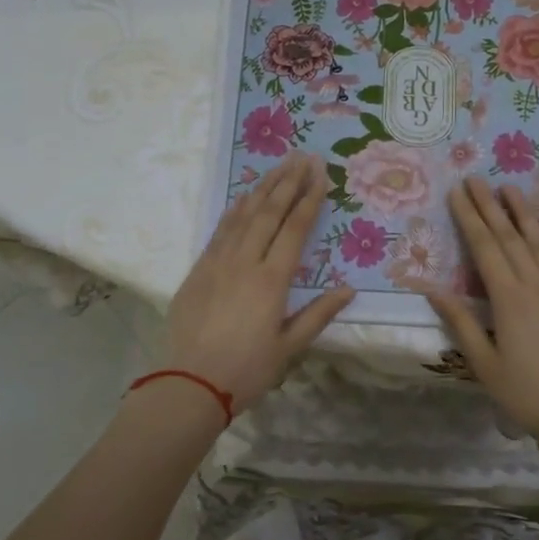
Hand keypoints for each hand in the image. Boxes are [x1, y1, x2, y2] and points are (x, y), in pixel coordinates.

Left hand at [167, 153, 354, 412]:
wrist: (190, 383)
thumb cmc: (247, 369)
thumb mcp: (289, 346)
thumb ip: (319, 314)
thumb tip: (348, 289)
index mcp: (272, 280)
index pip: (295, 229)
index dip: (309, 199)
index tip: (321, 174)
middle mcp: (245, 262)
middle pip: (270, 212)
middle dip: (288, 182)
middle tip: (303, 157)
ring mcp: (218, 262)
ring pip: (244, 215)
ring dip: (263, 188)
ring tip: (279, 165)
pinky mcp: (199, 268)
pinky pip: (220, 230)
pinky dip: (235, 209)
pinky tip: (245, 196)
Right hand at [427, 177, 538, 438]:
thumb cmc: (526, 393)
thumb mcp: (484, 364)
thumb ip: (460, 322)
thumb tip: (432, 289)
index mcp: (508, 298)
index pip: (484, 247)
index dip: (469, 217)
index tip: (457, 192)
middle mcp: (535, 283)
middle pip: (509, 236)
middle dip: (490, 205)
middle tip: (477, 178)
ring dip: (522, 212)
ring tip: (509, 187)